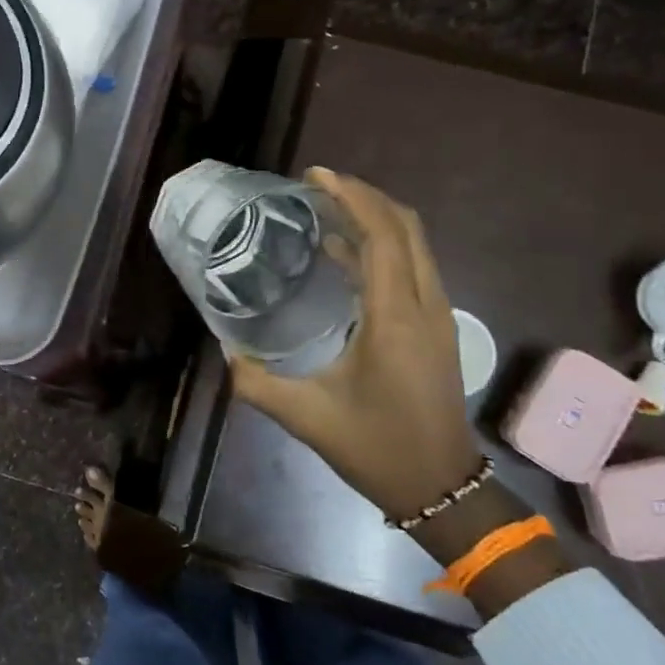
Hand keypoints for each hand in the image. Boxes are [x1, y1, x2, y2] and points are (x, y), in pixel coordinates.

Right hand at [229, 168, 478, 522]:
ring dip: (374, 218)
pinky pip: (411, 267)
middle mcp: (424, 306)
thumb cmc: (376, 448)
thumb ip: (255, 382)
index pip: (383, 235)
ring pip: (413, 245)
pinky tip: (341, 252)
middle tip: (317, 186)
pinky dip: (381, 246)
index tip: (315, 176)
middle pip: (406, 227)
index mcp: (394, 318)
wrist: (441, 488)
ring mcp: (436, 316)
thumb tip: (223, 351)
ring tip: (325, 209)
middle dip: (364, 197)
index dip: (352, 196)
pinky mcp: (436, 327)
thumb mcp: (305, 416)